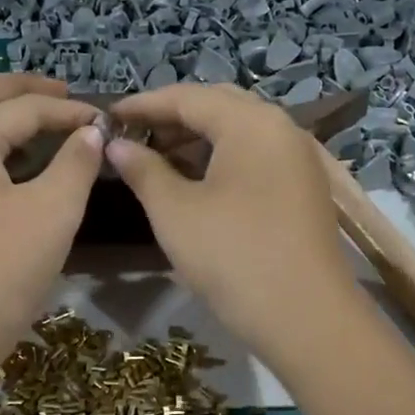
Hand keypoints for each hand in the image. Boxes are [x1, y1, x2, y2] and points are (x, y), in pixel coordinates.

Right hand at [107, 84, 360, 366]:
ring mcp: (298, 158)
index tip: (108, 116)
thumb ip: (143, 169)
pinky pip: (256, 156)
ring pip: (239, 132)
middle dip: (172, 118)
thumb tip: (116, 145)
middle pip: (218, 106)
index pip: (188, 97)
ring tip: (157, 160)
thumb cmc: (232, 256)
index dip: (144, 104)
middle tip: (133, 136)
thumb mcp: (175, 211)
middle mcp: (281, 128)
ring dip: (197, 139)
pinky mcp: (303, 187)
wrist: (306, 317)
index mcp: (251, 122)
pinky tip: (195, 181)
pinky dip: (222, 158)